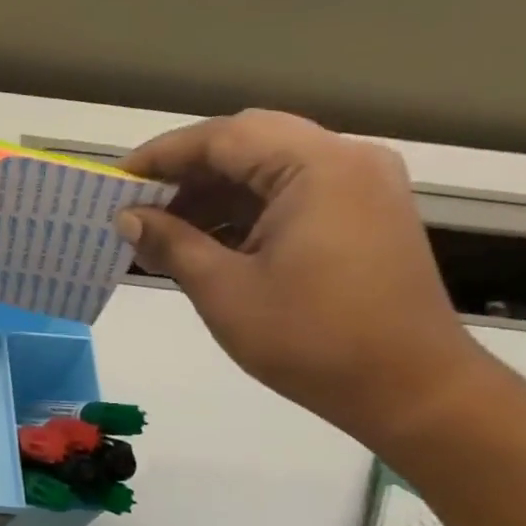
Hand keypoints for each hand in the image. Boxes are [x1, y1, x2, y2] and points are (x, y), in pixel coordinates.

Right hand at [119, 110, 491, 448]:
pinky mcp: (363, 215)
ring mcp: (361, 187)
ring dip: (214, 192)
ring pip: (269, 167)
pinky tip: (207, 242)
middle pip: (249, 142)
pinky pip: (292, 193)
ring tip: (163, 230)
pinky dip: (244, 209)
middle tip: (138, 202)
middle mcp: (346, 161)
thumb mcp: (224, 290)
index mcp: (316, 168)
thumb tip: (127, 218)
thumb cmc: (311, 338)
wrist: (410, 389)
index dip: (162, 155)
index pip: (223, 137)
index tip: (115, 180)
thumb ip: (170, 243)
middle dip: (186, 170)